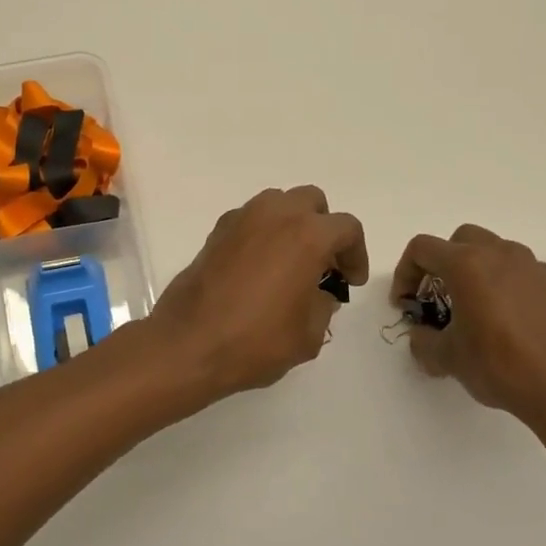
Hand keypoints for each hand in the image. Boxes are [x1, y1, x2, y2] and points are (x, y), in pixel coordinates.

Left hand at [144, 186, 367, 406]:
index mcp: (306, 235)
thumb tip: (319, 293)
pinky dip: (262, 233)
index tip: (349, 282)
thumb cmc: (256, 340)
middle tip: (323, 265)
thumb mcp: (309, 334)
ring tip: (291, 263)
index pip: (346, 228)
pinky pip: (249, 219)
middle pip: (311, 202)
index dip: (356, 254)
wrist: (189, 343)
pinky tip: (259, 268)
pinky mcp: (215, 232)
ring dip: (291, 225)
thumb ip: (323, 305)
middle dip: (323, 228)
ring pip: (277, 204)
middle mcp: (274, 215)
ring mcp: (240, 219)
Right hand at [390, 224, 545, 432]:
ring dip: (475, 271)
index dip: (405, 273)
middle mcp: (500, 254)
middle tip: (437, 298)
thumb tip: (422, 336)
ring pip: (493, 252)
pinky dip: (504, 285)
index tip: (406, 304)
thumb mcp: (448, 358)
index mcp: (467, 264)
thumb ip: (424, 341)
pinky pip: (520, 272)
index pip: (422, 249)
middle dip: (442, 264)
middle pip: (459, 240)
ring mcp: (532, 268)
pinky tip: (506, 320)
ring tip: (472, 309)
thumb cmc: (500, 366)